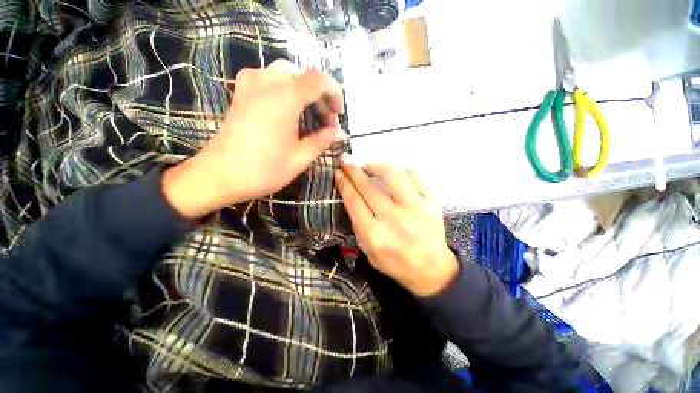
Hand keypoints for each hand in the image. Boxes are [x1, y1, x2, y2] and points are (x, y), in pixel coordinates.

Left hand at [163, 60, 344, 218]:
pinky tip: (286, 104)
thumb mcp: (299, 159)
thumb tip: (339, 133)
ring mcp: (250, 85)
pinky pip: (267, 76)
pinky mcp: (241, 92)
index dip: (334, 93)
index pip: (318, 80)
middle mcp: (267, 83)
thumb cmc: (263, 170)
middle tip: (326, 120)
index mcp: (285, 99)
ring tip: (310, 112)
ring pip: (287, 73)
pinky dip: (284, 86)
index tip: (338, 114)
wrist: (220, 175)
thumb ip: (322, 141)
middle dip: (321, 96)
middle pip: (304, 76)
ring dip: (304, 90)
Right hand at [335, 157, 458, 296]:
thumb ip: (359, 225)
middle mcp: (394, 219)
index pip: (354, 202)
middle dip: (353, 170)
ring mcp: (416, 209)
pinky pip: (416, 176)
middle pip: (369, 187)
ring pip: (393, 175)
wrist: (432, 270)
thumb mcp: (368, 252)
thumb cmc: (395, 263)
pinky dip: (404, 171)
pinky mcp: (432, 202)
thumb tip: (352, 195)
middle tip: (346, 160)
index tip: (338, 172)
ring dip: (377, 166)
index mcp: (375, 235)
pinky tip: (396, 174)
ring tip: (370, 166)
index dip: (344, 184)